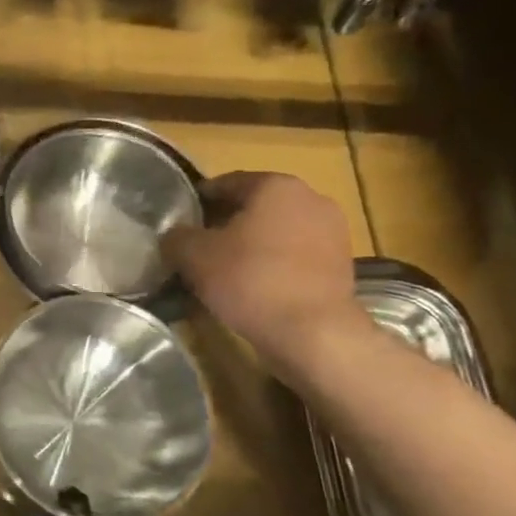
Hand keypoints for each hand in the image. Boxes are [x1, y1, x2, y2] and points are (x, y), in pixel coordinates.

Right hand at [164, 172, 365, 374]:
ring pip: (277, 230)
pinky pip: (295, 254)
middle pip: (254, 205)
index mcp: (275, 185)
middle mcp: (310, 198)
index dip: (199, 200)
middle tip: (198, 245)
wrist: (313, 332)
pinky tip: (254, 285)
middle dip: (226, 222)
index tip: (180, 220)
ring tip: (224, 269)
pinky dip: (273, 262)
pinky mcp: (341, 263)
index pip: (226, 183)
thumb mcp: (194, 255)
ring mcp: (332, 231)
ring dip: (251, 243)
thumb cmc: (249, 280)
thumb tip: (174, 235)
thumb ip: (177, 237)